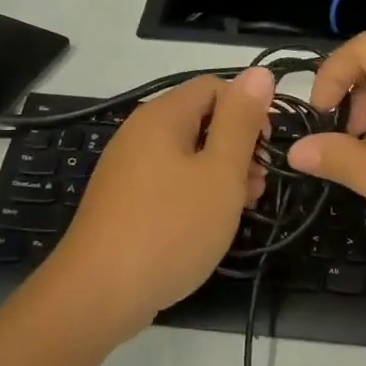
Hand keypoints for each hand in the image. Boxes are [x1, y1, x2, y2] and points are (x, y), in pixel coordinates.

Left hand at [43, 67, 275, 335]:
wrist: (99, 293)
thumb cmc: (170, 228)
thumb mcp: (219, 173)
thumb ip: (241, 122)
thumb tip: (258, 73)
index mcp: (162, 116)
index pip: (215, 87)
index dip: (248, 111)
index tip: (266, 151)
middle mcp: (140, 133)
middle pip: (201, 120)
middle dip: (237, 146)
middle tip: (258, 186)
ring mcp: (128, 168)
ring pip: (187, 155)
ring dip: (220, 174)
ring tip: (242, 208)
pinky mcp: (124, 200)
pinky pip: (168, 182)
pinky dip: (195, 193)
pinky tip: (210, 223)